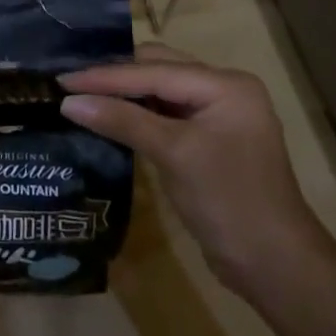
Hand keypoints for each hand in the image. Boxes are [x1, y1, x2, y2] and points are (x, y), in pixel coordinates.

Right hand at [59, 43, 335, 299]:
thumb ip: (122, 120)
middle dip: (114, 76)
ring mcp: (216, 115)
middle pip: (157, 70)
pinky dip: (136, 113)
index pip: (154, 71)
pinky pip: (164, 113)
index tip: (62, 79)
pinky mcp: (207, 139)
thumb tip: (69, 102)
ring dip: (123, 94)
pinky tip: (108, 117)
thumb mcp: (173, 154)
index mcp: (225, 85)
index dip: (105, 76)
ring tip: (81, 96)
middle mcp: (223, 90)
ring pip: (158, 90)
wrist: (274, 266)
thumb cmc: (228, 202)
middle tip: (70, 83)